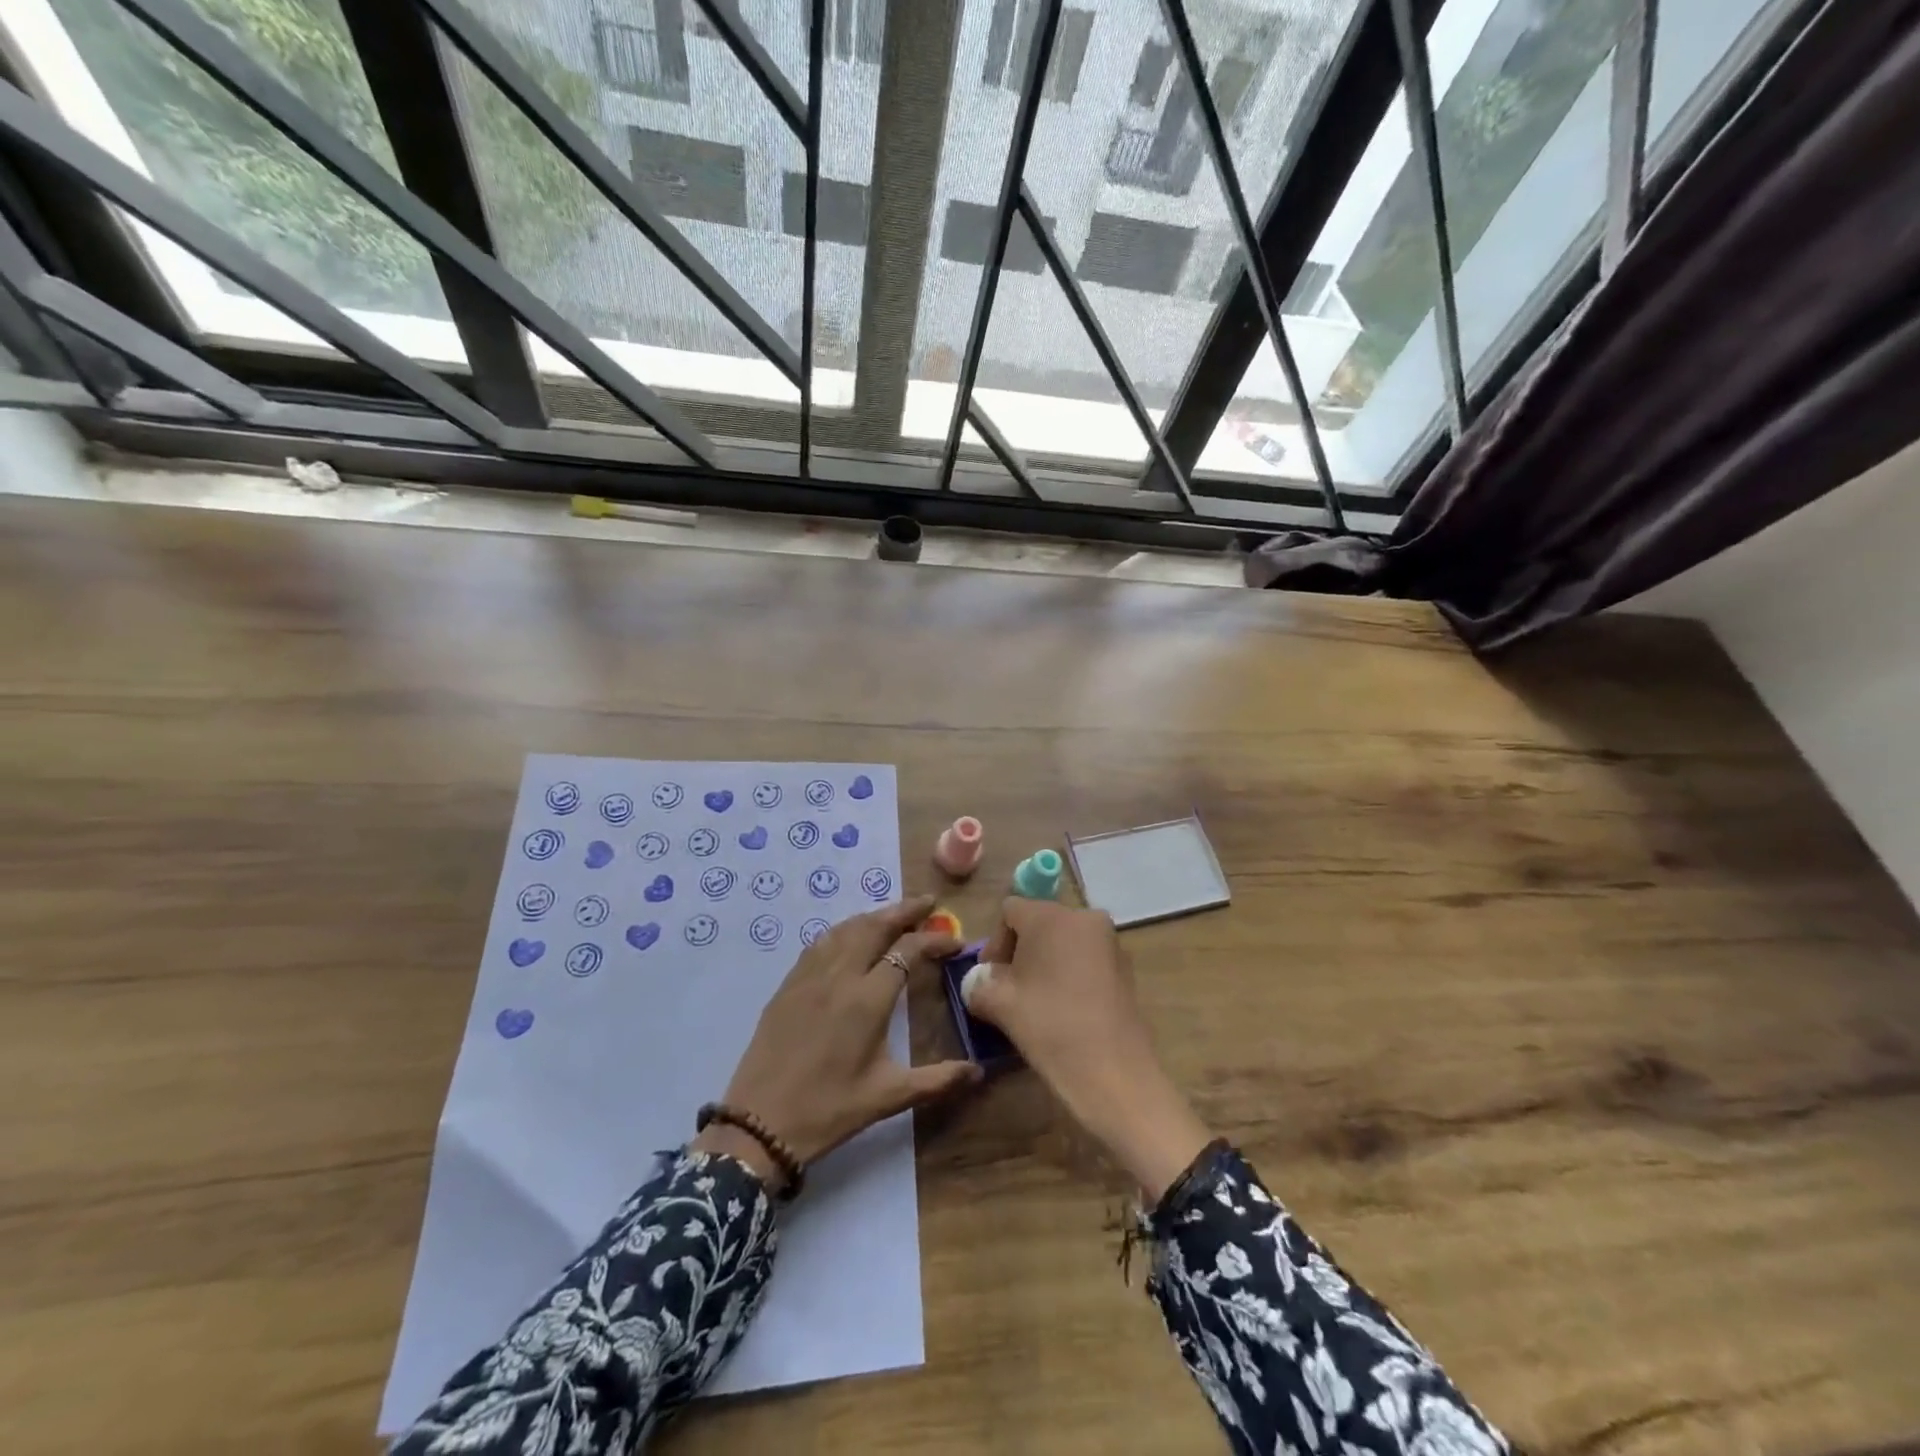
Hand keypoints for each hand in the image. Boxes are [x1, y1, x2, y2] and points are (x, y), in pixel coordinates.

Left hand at [694, 894, 981, 1191]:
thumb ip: (936, 1080)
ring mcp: (810, 976)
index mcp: (868, 1000)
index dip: (934, 941)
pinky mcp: (789, 984)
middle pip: (875, 926)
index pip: (907, 951)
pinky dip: (844, 930)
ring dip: (874, 916)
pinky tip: (850, 937)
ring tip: (894, 915)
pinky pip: (821, 943)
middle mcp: (839, 976)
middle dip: (904, 911)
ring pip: (846, 929)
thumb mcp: (888, 1097)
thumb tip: (978, 1072)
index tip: (955, 942)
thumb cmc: (829, 1110)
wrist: (759, 1124)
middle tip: (928, 903)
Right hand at [967, 898, 1210, 1201]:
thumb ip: (980, 984)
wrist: (1114, 1073)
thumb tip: (978, 981)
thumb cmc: (1050, 1027)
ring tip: (1036, 1003)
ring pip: (1064, 942)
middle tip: (1009, 991)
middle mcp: (1084, 917)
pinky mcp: (1125, 968)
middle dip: (1020, 953)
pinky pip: (1086, 959)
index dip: (994, 943)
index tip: (990, 979)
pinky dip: (1070, 974)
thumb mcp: (1000, 1005)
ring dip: (1045, 964)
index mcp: (1051, 916)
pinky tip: (1064, 1010)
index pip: (1010, 911)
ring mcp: (1110, 942)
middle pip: (1039, 923)